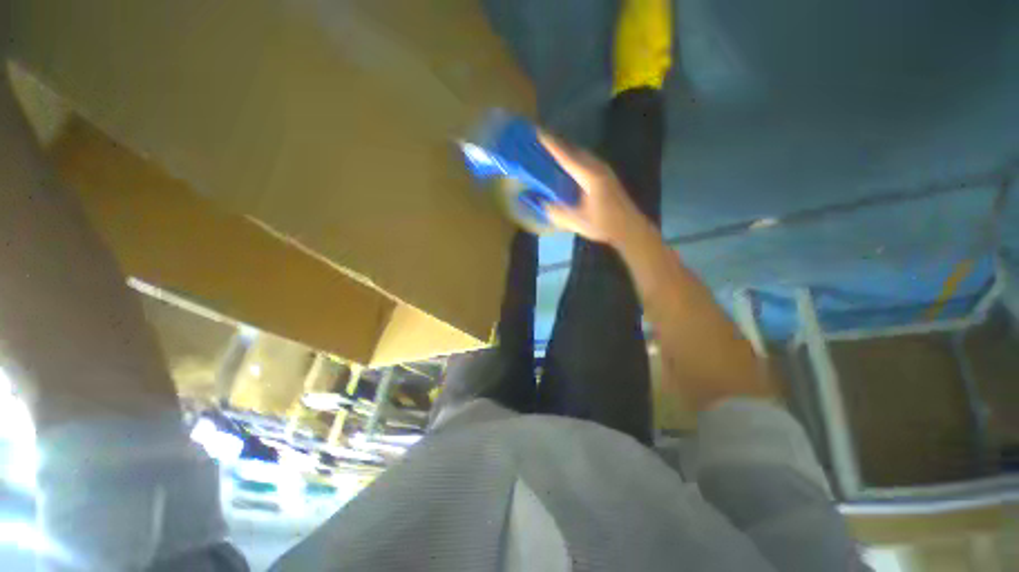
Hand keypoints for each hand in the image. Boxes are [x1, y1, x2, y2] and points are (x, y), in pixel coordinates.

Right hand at [539, 132, 642, 245]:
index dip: (551, 144)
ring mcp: (603, 169)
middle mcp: (597, 167)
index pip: (566, 156)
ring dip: (565, 148)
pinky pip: (585, 159)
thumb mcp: (576, 221)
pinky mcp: (606, 174)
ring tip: (550, 148)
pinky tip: (567, 163)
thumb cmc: (604, 225)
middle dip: (556, 142)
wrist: (629, 228)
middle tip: (539, 139)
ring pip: (581, 153)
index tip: (537, 132)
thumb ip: (556, 211)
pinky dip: (573, 156)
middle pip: (574, 149)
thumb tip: (539, 201)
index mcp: (589, 176)